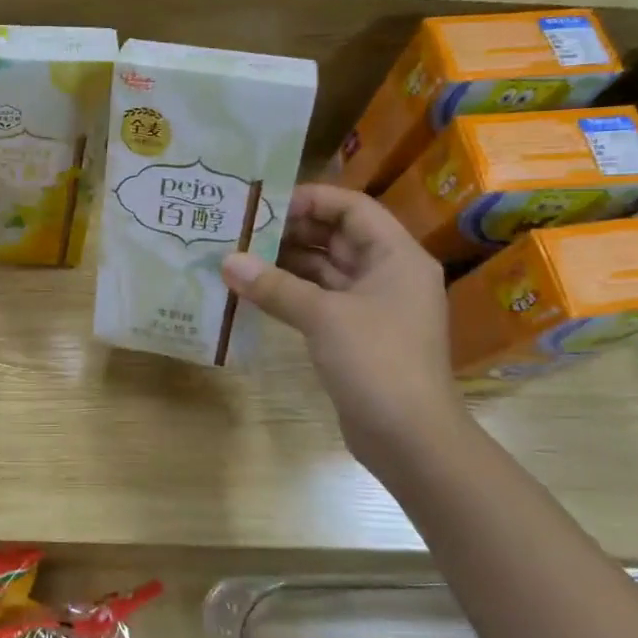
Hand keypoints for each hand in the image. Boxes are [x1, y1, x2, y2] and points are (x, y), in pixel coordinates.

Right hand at [221, 184, 463, 457]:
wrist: (410, 438)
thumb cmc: (377, 362)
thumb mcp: (323, 317)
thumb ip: (274, 285)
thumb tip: (227, 261)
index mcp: (396, 256)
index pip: (352, 208)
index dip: (310, 200)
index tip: (264, 204)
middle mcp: (388, 274)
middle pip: (337, 237)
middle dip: (290, 231)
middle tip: (242, 229)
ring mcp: (373, 306)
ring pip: (325, 270)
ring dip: (286, 264)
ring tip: (239, 257)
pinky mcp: (357, 334)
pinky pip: (320, 300)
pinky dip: (291, 293)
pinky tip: (254, 292)